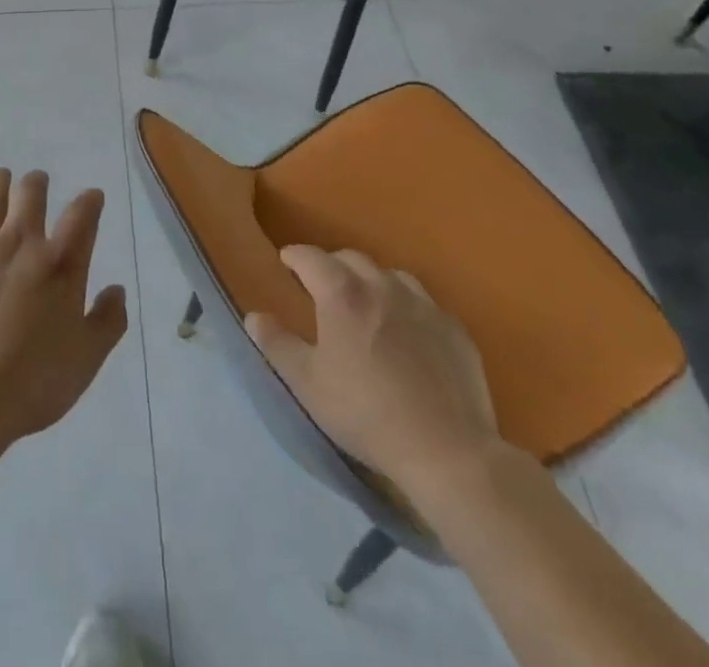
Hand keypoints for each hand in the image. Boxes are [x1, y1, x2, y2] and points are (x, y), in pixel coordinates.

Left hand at [0, 169, 127, 450]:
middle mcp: (20, 243)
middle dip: (37, 183)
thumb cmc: (32, 382)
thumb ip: (108, 321)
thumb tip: (116, 289)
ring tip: (2, 175)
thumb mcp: (86, 359)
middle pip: (31, 196)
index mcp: (59, 263)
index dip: (90, 201)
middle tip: (39, 180)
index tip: (93, 195)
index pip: (82, 216)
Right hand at [245, 247, 504, 511]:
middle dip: (331, 266)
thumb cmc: (366, 414)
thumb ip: (276, 345)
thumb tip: (255, 316)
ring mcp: (423, 304)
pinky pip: (423, 303)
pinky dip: (406, 307)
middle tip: (322, 289)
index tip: (286, 263)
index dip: (294, 257)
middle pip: (351, 258)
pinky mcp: (454, 328)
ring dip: (371, 282)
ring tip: (366, 308)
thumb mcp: (307, 384)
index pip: (310, 257)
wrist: (447, 451)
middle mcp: (382, 285)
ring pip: (390, 275)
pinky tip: (407, 335)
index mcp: (342, 293)